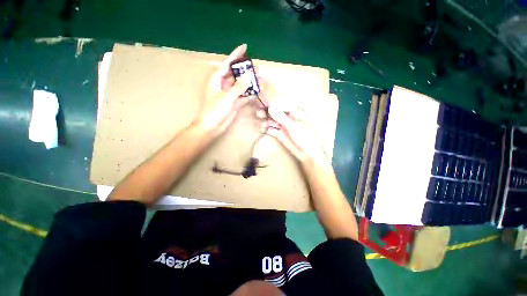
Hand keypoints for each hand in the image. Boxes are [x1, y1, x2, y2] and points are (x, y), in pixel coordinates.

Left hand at [195, 44, 250, 133]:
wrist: (212, 126)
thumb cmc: (215, 110)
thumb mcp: (227, 97)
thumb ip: (238, 87)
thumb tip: (248, 77)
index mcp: (217, 79)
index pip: (227, 64)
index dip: (236, 55)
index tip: (244, 47)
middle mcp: (223, 85)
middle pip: (236, 74)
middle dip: (246, 71)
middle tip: (257, 69)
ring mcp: (230, 94)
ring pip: (241, 85)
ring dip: (250, 83)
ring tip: (260, 79)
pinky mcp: (234, 102)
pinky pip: (243, 95)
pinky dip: (249, 94)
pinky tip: (257, 91)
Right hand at [261, 102, 328, 165]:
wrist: (308, 153)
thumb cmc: (305, 137)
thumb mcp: (294, 126)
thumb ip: (282, 117)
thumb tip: (270, 109)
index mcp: (295, 113)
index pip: (282, 106)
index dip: (273, 105)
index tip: (265, 105)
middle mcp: (288, 118)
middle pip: (276, 113)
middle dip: (268, 113)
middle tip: (259, 114)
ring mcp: (284, 126)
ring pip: (273, 121)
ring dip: (267, 121)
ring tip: (262, 124)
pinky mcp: (280, 134)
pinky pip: (272, 130)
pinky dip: (267, 129)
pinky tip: (263, 129)